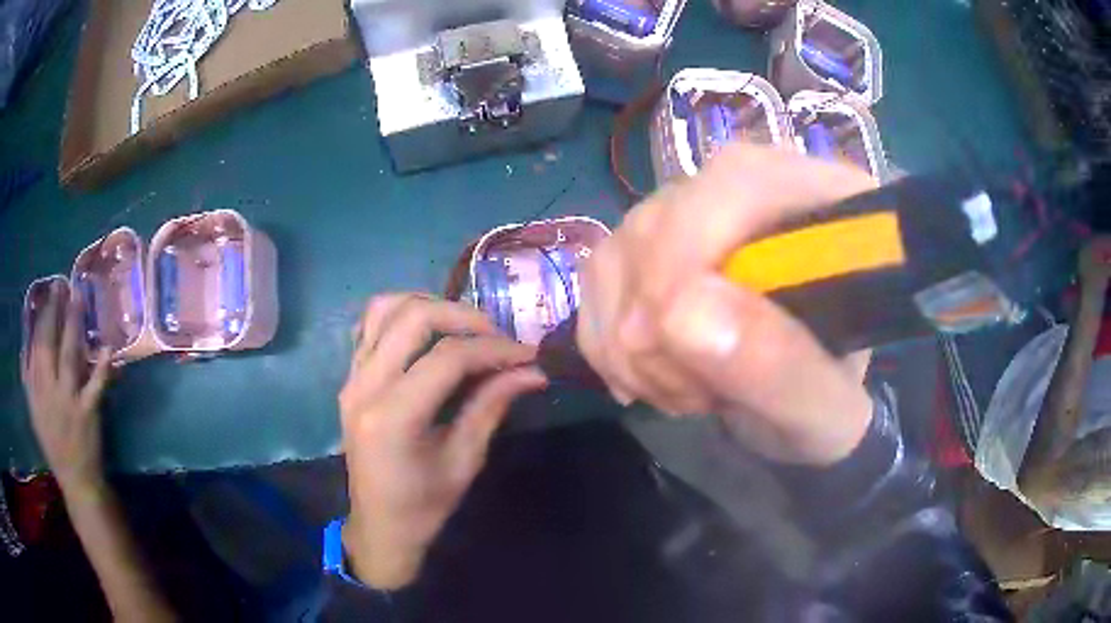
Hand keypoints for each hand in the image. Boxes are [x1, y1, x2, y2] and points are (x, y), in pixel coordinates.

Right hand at [22, 281, 111, 492]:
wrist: (76, 480)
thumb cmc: (53, 443)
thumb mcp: (34, 411)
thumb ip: (29, 378)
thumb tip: (26, 343)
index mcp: (36, 390)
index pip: (36, 345)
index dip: (42, 316)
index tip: (47, 291)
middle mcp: (49, 391)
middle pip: (50, 344)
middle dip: (55, 311)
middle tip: (61, 283)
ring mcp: (69, 401)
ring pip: (70, 354)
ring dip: (74, 324)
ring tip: (79, 296)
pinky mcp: (88, 412)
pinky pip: (95, 385)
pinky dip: (102, 367)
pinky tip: (107, 348)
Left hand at [339, 294, 546, 588]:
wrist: (379, 527)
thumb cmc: (424, 507)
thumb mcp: (464, 461)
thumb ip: (492, 406)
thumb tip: (533, 371)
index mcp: (393, 417)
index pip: (448, 358)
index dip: (493, 349)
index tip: (528, 354)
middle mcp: (364, 386)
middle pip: (413, 318)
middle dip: (463, 317)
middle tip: (497, 336)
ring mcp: (351, 378)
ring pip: (384, 309)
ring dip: (429, 306)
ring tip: (464, 327)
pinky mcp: (349, 379)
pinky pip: (369, 326)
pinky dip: (401, 316)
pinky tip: (428, 334)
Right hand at [578, 144, 874, 465]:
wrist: (795, 405)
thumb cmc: (826, 405)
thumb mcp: (826, 411)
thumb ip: (779, 367)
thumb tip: (681, 315)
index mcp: (821, 203)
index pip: (736, 181)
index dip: (687, 257)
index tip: (676, 349)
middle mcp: (751, 187)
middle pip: (661, 220)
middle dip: (659, 330)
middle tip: (702, 396)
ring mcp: (694, 209)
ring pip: (616, 251)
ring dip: (632, 348)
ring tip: (687, 391)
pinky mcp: (653, 241)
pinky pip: (595, 277)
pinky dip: (607, 343)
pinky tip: (652, 376)